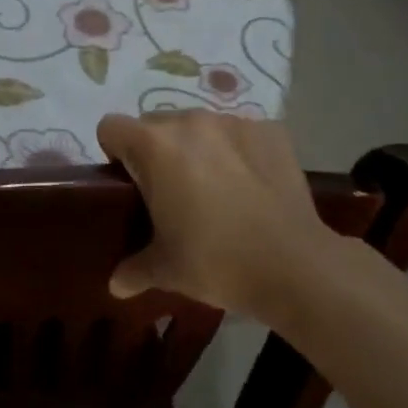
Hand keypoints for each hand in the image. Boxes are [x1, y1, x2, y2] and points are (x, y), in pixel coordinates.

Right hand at [97, 111, 363, 326]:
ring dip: (196, 149)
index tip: (129, 185)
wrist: (296, 266)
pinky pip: (239, 134)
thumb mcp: (166, 270)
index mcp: (154, 147)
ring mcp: (234, 123)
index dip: (114, 154)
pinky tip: (250, 186)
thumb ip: (134, 269)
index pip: (111, 128)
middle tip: (170, 193)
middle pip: (154, 124)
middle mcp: (190, 122)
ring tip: (214, 189)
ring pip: (198, 126)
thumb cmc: (216, 262)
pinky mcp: (271, 131)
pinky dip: (237, 152)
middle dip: (155, 151)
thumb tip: (116, 284)